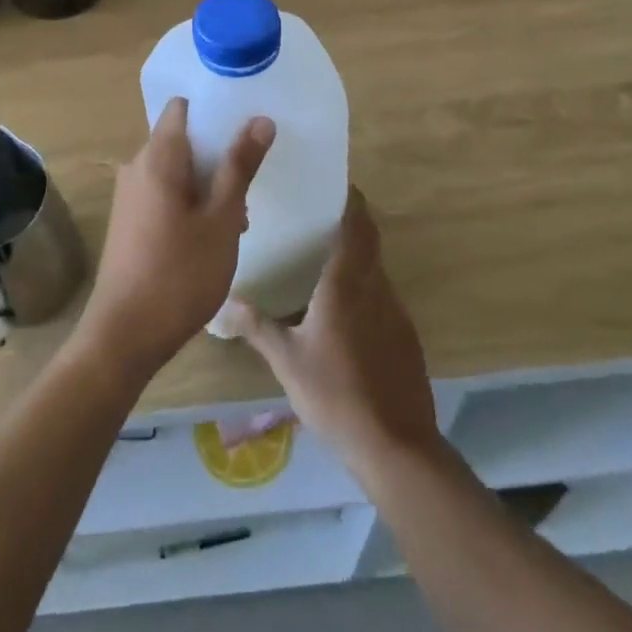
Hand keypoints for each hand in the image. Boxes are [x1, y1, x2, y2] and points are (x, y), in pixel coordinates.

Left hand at [76, 99, 274, 380]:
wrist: (125, 336)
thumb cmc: (179, 273)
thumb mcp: (222, 220)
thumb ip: (239, 166)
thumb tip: (260, 119)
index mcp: (157, 157)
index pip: (182, 108)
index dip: (215, 109)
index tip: (246, 124)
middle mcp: (137, 168)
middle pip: (182, 140)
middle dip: (218, 155)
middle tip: (250, 182)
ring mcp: (130, 196)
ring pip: (176, 171)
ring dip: (208, 184)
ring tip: (238, 218)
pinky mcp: (129, 222)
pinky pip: (164, 194)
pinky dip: (190, 202)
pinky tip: (212, 237)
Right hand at [227, 190, 439, 470]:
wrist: (395, 446)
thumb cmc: (335, 395)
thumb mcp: (287, 360)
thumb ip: (257, 327)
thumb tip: (225, 303)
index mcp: (347, 284)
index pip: (357, 226)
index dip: (351, 200)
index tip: (335, 184)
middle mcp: (377, 288)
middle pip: (369, 242)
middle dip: (350, 224)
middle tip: (317, 218)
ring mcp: (396, 313)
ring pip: (376, 270)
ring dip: (355, 259)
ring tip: (321, 262)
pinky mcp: (406, 337)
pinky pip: (383, 297)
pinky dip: (364, 289)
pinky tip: (341, 312)